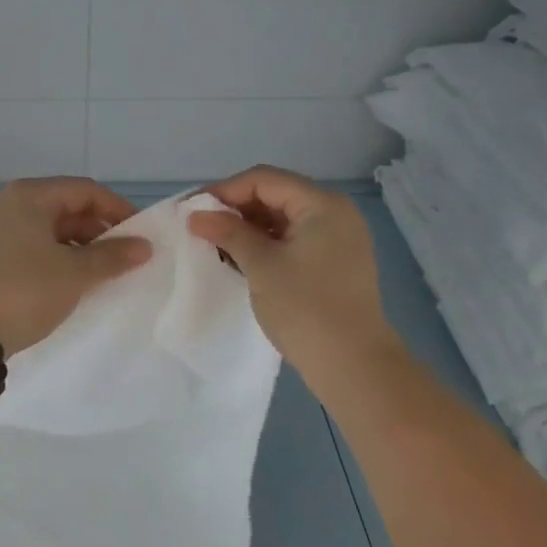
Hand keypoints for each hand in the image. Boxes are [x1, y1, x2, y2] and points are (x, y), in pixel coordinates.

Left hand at [0, 177, 152, 355]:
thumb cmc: (26, 290)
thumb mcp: (75, 273)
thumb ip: (112, 256)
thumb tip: (144, 247)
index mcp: (30, 196)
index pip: (85, 191)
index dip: (118, 210)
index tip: (142, 236)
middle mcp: (13, 205)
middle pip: (69, 208)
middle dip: (101, 232)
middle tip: (129, 258)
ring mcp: (1, 231)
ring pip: (54, 231)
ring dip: (83, 249)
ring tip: (109, 274)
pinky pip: (39, 249)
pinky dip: (62, 260)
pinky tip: (79, 282)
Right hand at [187, 165, 397, 386]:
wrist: (354, 366)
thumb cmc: (305, 308)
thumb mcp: (261, 265)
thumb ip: (228, 232)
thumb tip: (196, 214)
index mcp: (322, 204)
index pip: (264, 180)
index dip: (224, 191)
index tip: (192, 210)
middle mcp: (335, 213)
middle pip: (275, 195)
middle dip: (235, 209)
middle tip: (200, 228)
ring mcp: (338, 239)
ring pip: (282, 219)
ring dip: (248, 228)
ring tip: (215, 245)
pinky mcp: (334, 263)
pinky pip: (293, 240)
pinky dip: (265, 245)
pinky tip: (240, 260)